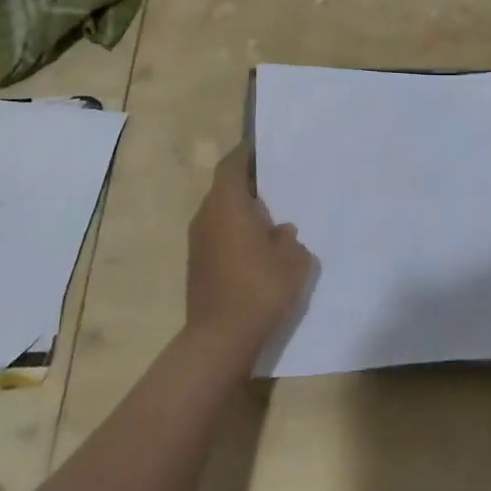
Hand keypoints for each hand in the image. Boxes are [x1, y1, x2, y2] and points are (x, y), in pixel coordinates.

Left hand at [184, 146, 314, 370]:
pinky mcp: (197, 265)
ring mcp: (197, 242)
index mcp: (227, 204)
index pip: (232, 165)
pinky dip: (235, 233)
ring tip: (271, 219)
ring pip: (220, 213)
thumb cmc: (259, 288)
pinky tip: (258, 249)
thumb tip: (281, 232)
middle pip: (225, 188)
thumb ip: (290, 239)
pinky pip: (218, 235)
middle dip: (248, 185)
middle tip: (277, 186)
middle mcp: (206, 216)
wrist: (220, 340)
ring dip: (241, 212)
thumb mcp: (293, 260)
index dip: (246, 154)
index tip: (264, 150)